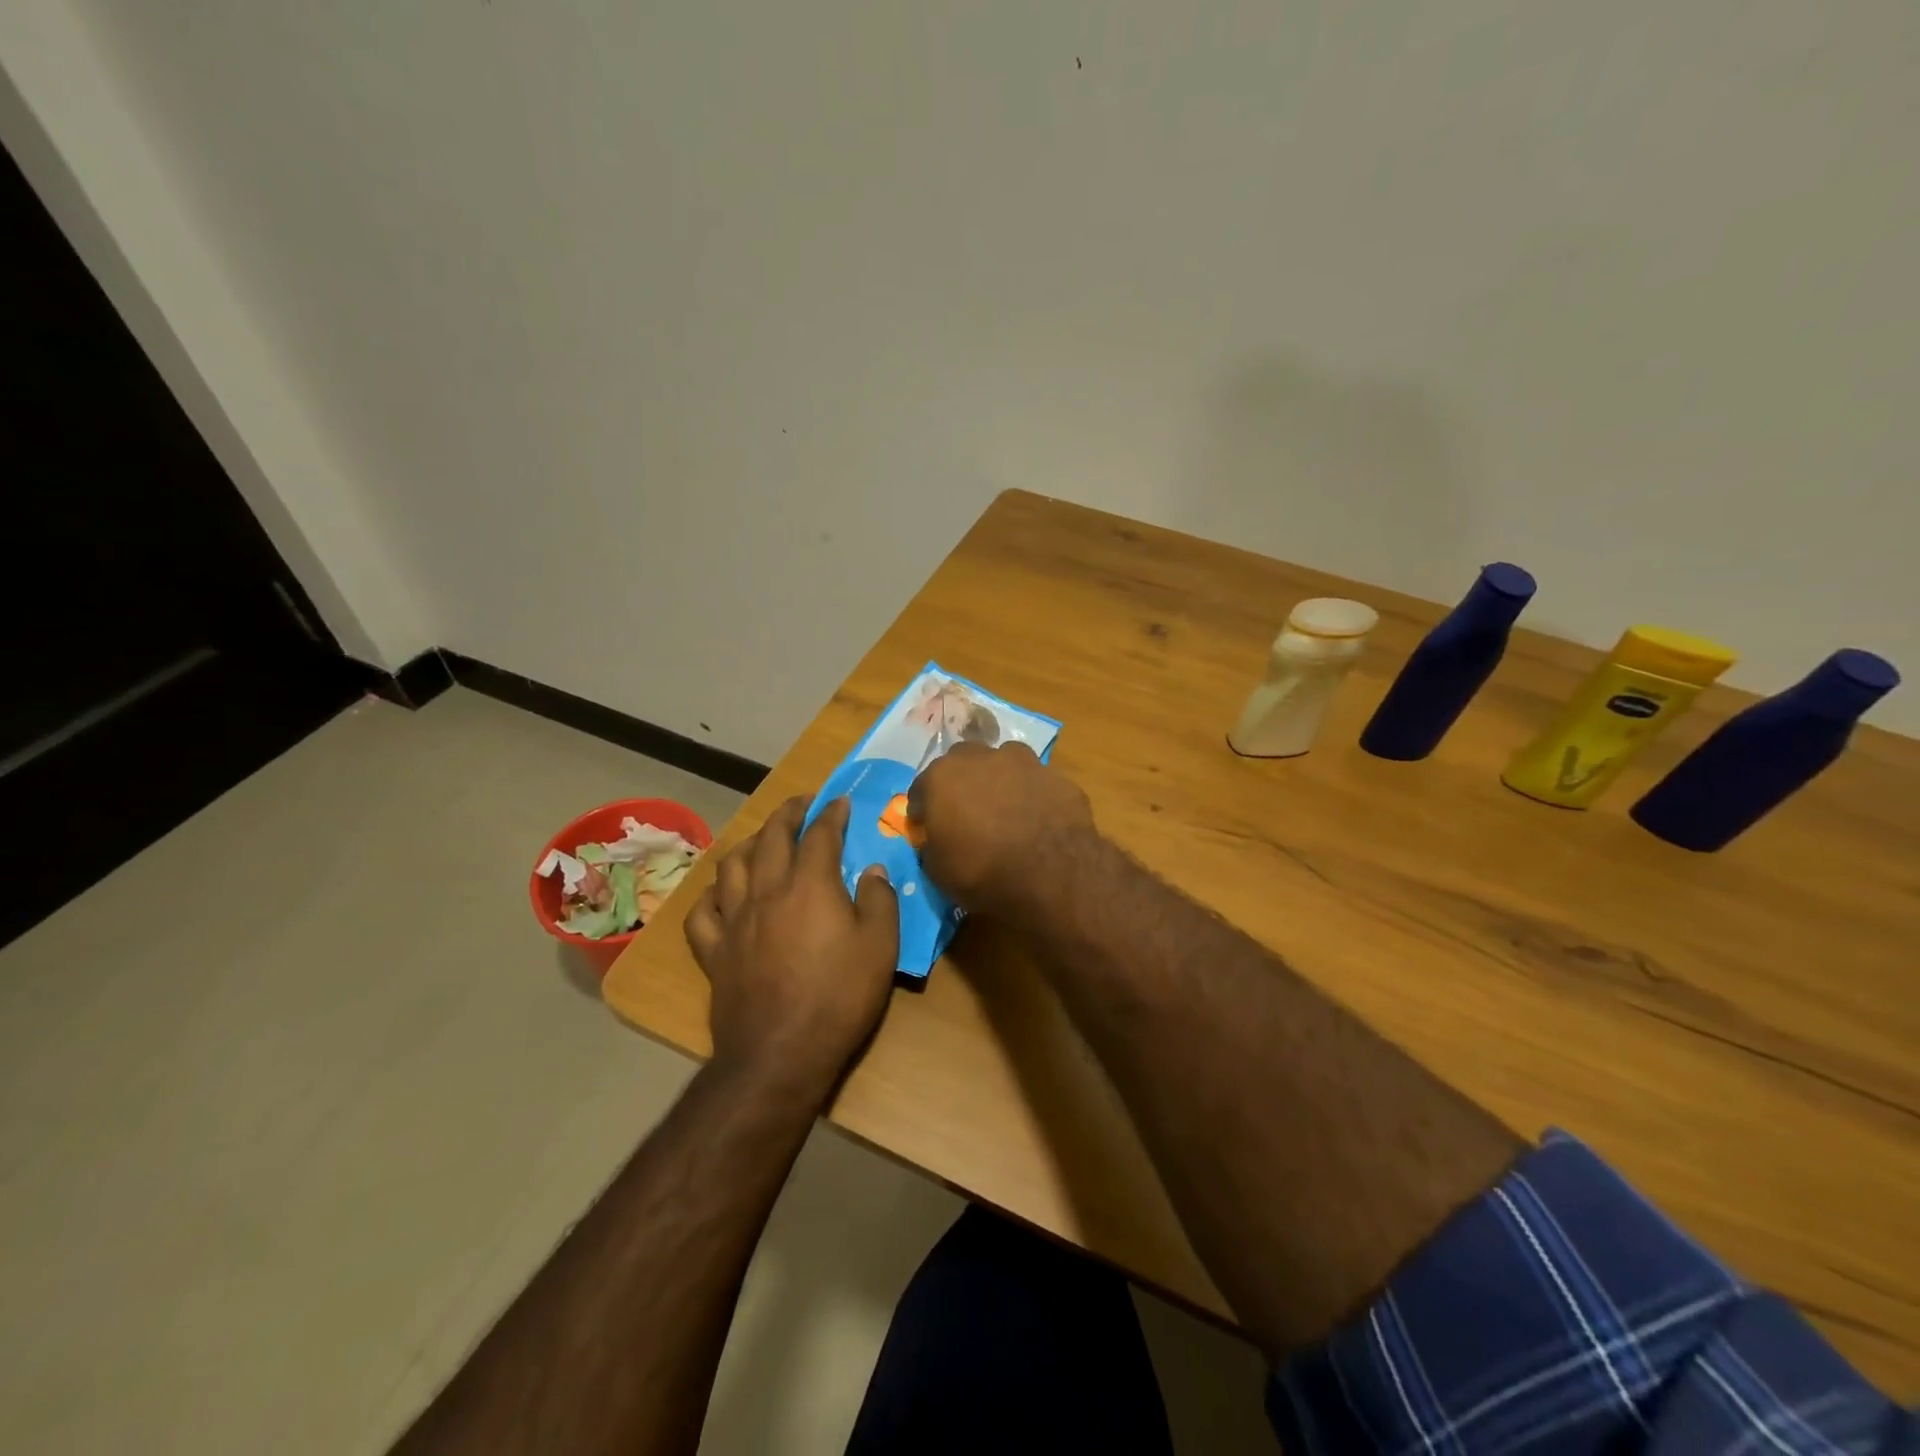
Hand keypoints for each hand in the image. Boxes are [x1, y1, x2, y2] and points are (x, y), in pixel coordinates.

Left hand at [685, 796, 899, 1098]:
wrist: (780, 1054)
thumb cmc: (839, 997)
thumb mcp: (881, 947)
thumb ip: (880, 900)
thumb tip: (874, 870)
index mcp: (810, 885)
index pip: (820, 834)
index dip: (832, 813)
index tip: (841, 802)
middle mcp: (767, 891)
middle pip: (772, 837)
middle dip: (788, 813)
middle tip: (803, 805)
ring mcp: (734, 920)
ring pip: (731, 865)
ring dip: (749, 843)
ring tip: (763, 840)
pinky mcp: (714, 951)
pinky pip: (703, 912)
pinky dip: (713, 895)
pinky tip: (723, 894)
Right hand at [908, 741, 1094, 917]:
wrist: (1054, 877)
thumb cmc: (983, 874)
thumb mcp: (938, 871)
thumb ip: (932, 844)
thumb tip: (937, 838)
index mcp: (944, 776)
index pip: (922, 788)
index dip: (924, 809)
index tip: (928, 828)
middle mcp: (982, 757)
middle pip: (963, 762)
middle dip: (961, 783)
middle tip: (967, 813)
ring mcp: (1025, 763)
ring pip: (1005, 763)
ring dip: (1000, 780)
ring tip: (1006, 811)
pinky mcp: (1059, 778)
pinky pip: (1037, 783)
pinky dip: (1033, 796)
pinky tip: (1039, 821)